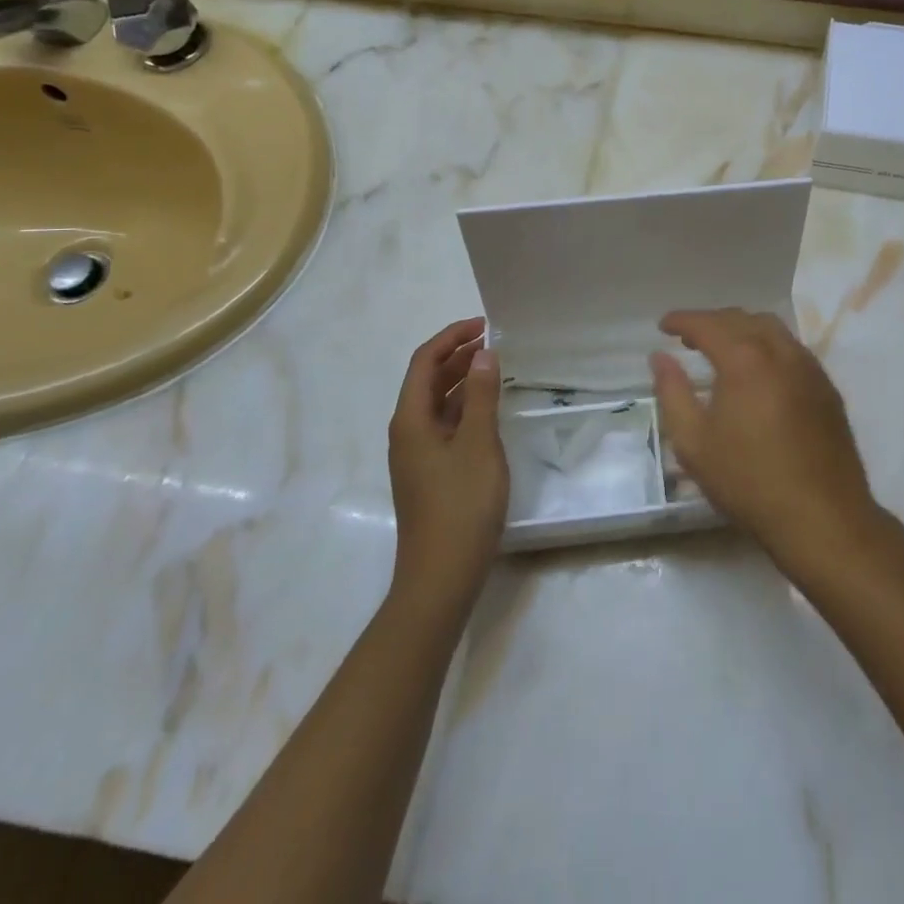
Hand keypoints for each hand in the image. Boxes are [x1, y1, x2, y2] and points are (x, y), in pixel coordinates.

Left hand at [388, 318, 508, 614]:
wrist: (440, 577)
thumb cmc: (461, 505)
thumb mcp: (479, 444)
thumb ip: (482, 396)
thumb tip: (483, 354)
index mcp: (410, 419)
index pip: (424, 361)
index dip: (452, 337)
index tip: (484, 325)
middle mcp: (407, 432)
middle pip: (427, 380)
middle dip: (457, 356)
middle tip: (494, 343)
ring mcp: (417, 455)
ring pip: (438, 404)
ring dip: (463, 381)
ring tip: (496, 369)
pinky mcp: (430, 474)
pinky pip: (446, 426)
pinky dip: (466, 408)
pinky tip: (490, 410)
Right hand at [649, 309, 881, 569]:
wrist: (822, 517)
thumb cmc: (749, 481)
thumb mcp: (694, 443)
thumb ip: (672, 392)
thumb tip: (660, 357)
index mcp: (745, 359)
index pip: (707, 324)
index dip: (682, 320)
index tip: (663, 326)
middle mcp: (780, 351)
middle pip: (741, 319)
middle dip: (711, 322)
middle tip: (688, 337)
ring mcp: (809, 368)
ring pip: (772, 329)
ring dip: (742, 329)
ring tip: (722, 349)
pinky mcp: (827, 388)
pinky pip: (792, 349)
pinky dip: (767, 346)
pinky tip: (759, 372)